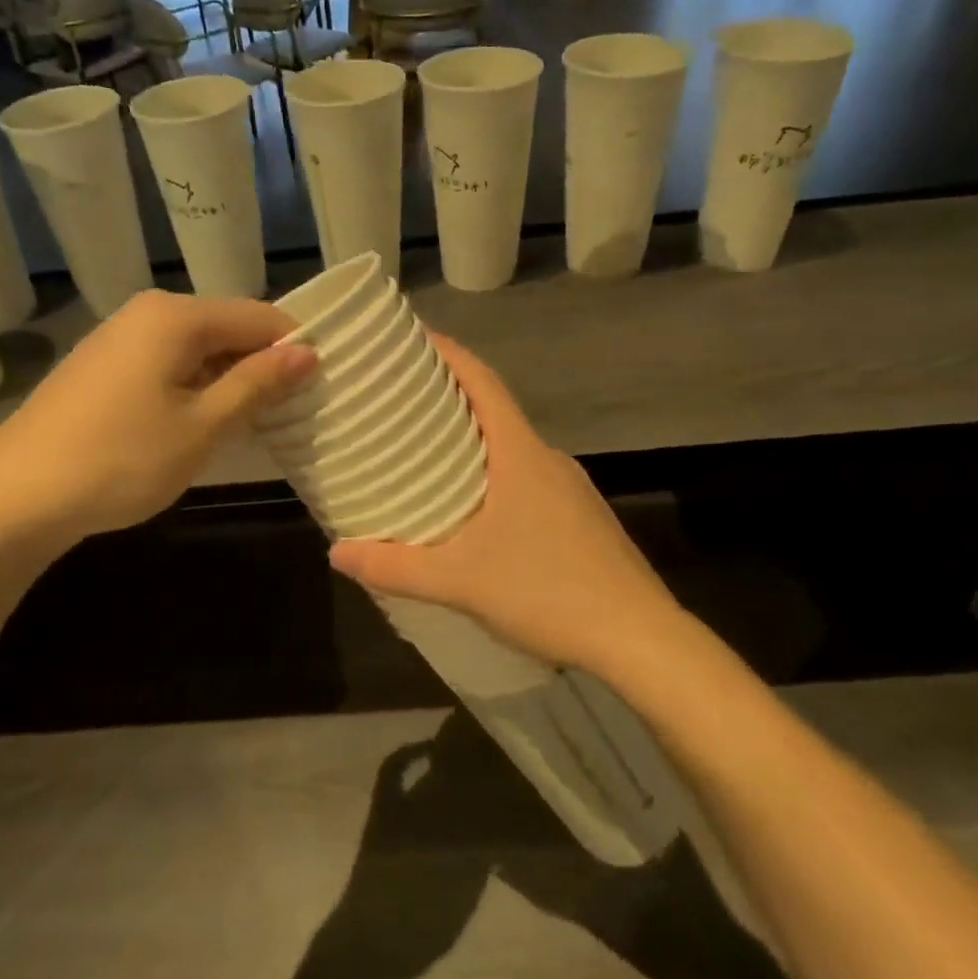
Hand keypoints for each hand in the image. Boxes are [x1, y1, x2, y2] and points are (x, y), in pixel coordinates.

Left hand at [0, 290, 314, 549]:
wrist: (13, 496)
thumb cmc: (119, 459)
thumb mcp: (201, 426)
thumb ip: (256, 383)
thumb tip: (307, 351)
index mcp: (176, 316)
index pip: (258, 316)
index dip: (294, 348)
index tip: (321, 385)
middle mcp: (148, 312)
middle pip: (226, 327)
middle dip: (260, 365)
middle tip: (290, 411)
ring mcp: (119, 336)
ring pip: (197, 347)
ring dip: (228, 379)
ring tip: (253, 422)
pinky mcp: (103, 365)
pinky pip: (167, 362)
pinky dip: (194, 386)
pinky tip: (199, 422)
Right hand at [328, 336, 680, 675]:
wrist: (641, 640)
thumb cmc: (548, 592)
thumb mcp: (459, 581)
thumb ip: (395, 567)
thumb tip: (336, 553)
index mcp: (521, 453)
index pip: (482, 381)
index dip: (448, 353)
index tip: (412, 338)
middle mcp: (548, 459)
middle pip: (494, 410)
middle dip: (450, 397)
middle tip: (400, 401)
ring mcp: (571, 489)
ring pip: (512, 447)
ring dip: (472, 439)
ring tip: (427, 453)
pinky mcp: (581, 518)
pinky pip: (528, 477)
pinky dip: (495, 473)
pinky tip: (475, 510)